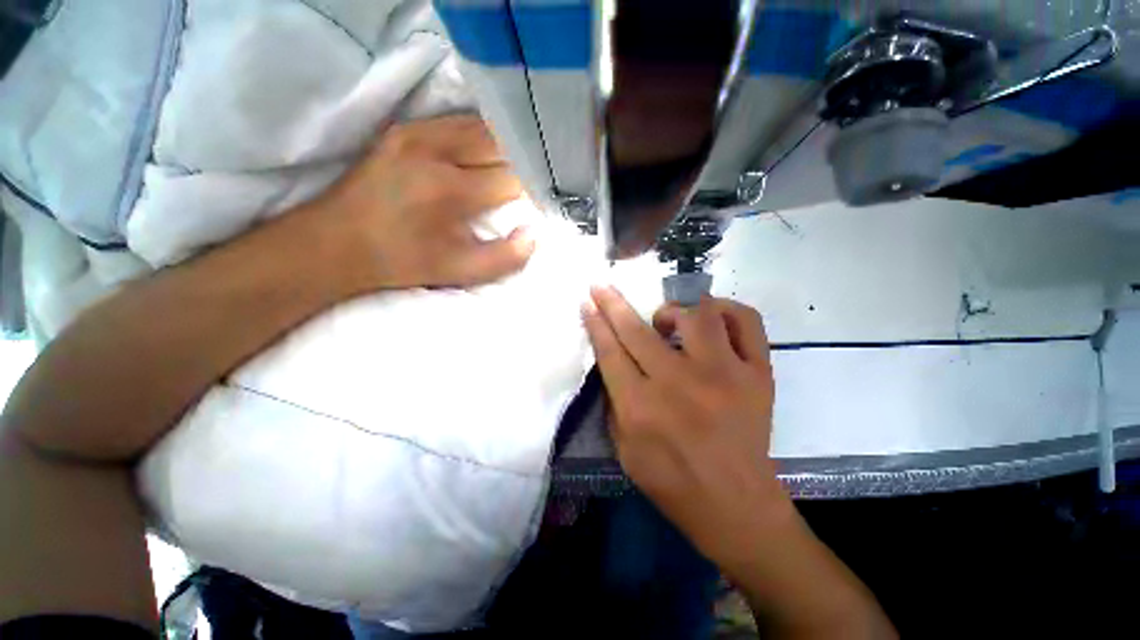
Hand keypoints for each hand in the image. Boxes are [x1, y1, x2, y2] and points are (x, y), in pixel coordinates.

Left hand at [315, 114, 534, 291]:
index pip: (513, 179)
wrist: (337, 242)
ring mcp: (417, 133)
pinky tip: (487, 153)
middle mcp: (436, 151)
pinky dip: (481, 135)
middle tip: (531, 183)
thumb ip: (505, 258)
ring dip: (506, 147)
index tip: (539, 203)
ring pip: (483, 127)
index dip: (533, 191)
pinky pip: (458, 122)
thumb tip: (533, 233)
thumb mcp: (461, 272)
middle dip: (524, 163)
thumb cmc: (405, 261)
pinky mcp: (405, 129)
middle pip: (502, 143)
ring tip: (515, 167)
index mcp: (451, 190)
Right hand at [581, 286, 789, 569]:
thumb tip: (612, 358)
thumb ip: (615, 400)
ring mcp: (724, 375)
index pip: (610, 350)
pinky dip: (724, 310)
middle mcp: (679, 384)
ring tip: (666, 321)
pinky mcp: (757, 374)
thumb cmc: (672, 482)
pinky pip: (745, 321)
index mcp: (641, 408)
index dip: (595, 322)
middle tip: (602, 286)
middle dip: (613, 303)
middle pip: (637, 330)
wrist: (736, 505)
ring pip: (694, 315)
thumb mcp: (623, 449)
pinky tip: (711, 318)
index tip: (588, 301)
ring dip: (672, 310)